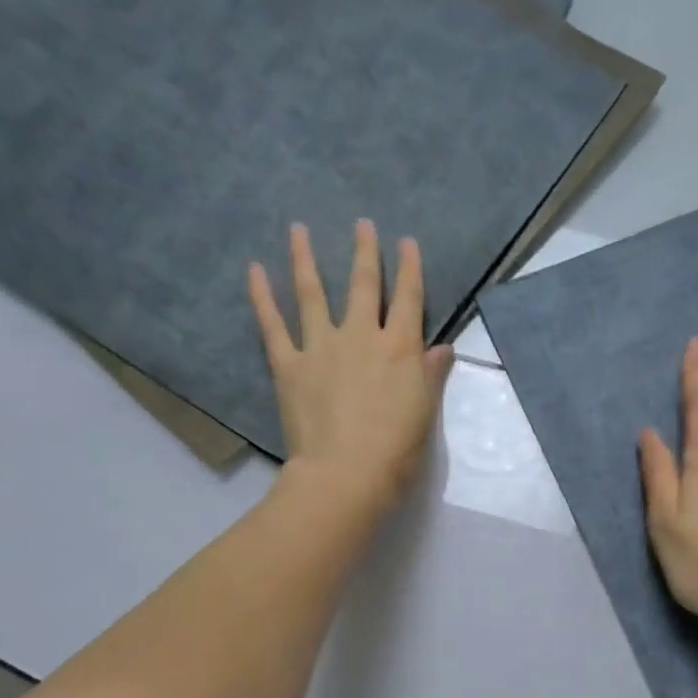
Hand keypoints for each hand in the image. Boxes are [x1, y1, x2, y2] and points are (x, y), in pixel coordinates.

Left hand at [250, 219, 454, 514]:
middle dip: (364, 251)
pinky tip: (254, 270)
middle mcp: (362, 336)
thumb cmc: (396, 450)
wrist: (347, 473)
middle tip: (362, 223)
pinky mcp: (289, 364)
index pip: (409, 298)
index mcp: (401, 349)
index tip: (406, 241)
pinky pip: (273, 324)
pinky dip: (262, 296)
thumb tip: (443, 349)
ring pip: (313, 293)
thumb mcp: (425, 412)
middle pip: (364, 285)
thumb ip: (432, 375)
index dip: (409, 268)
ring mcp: (322, 346)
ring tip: (297, 229)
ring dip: (306, 258)